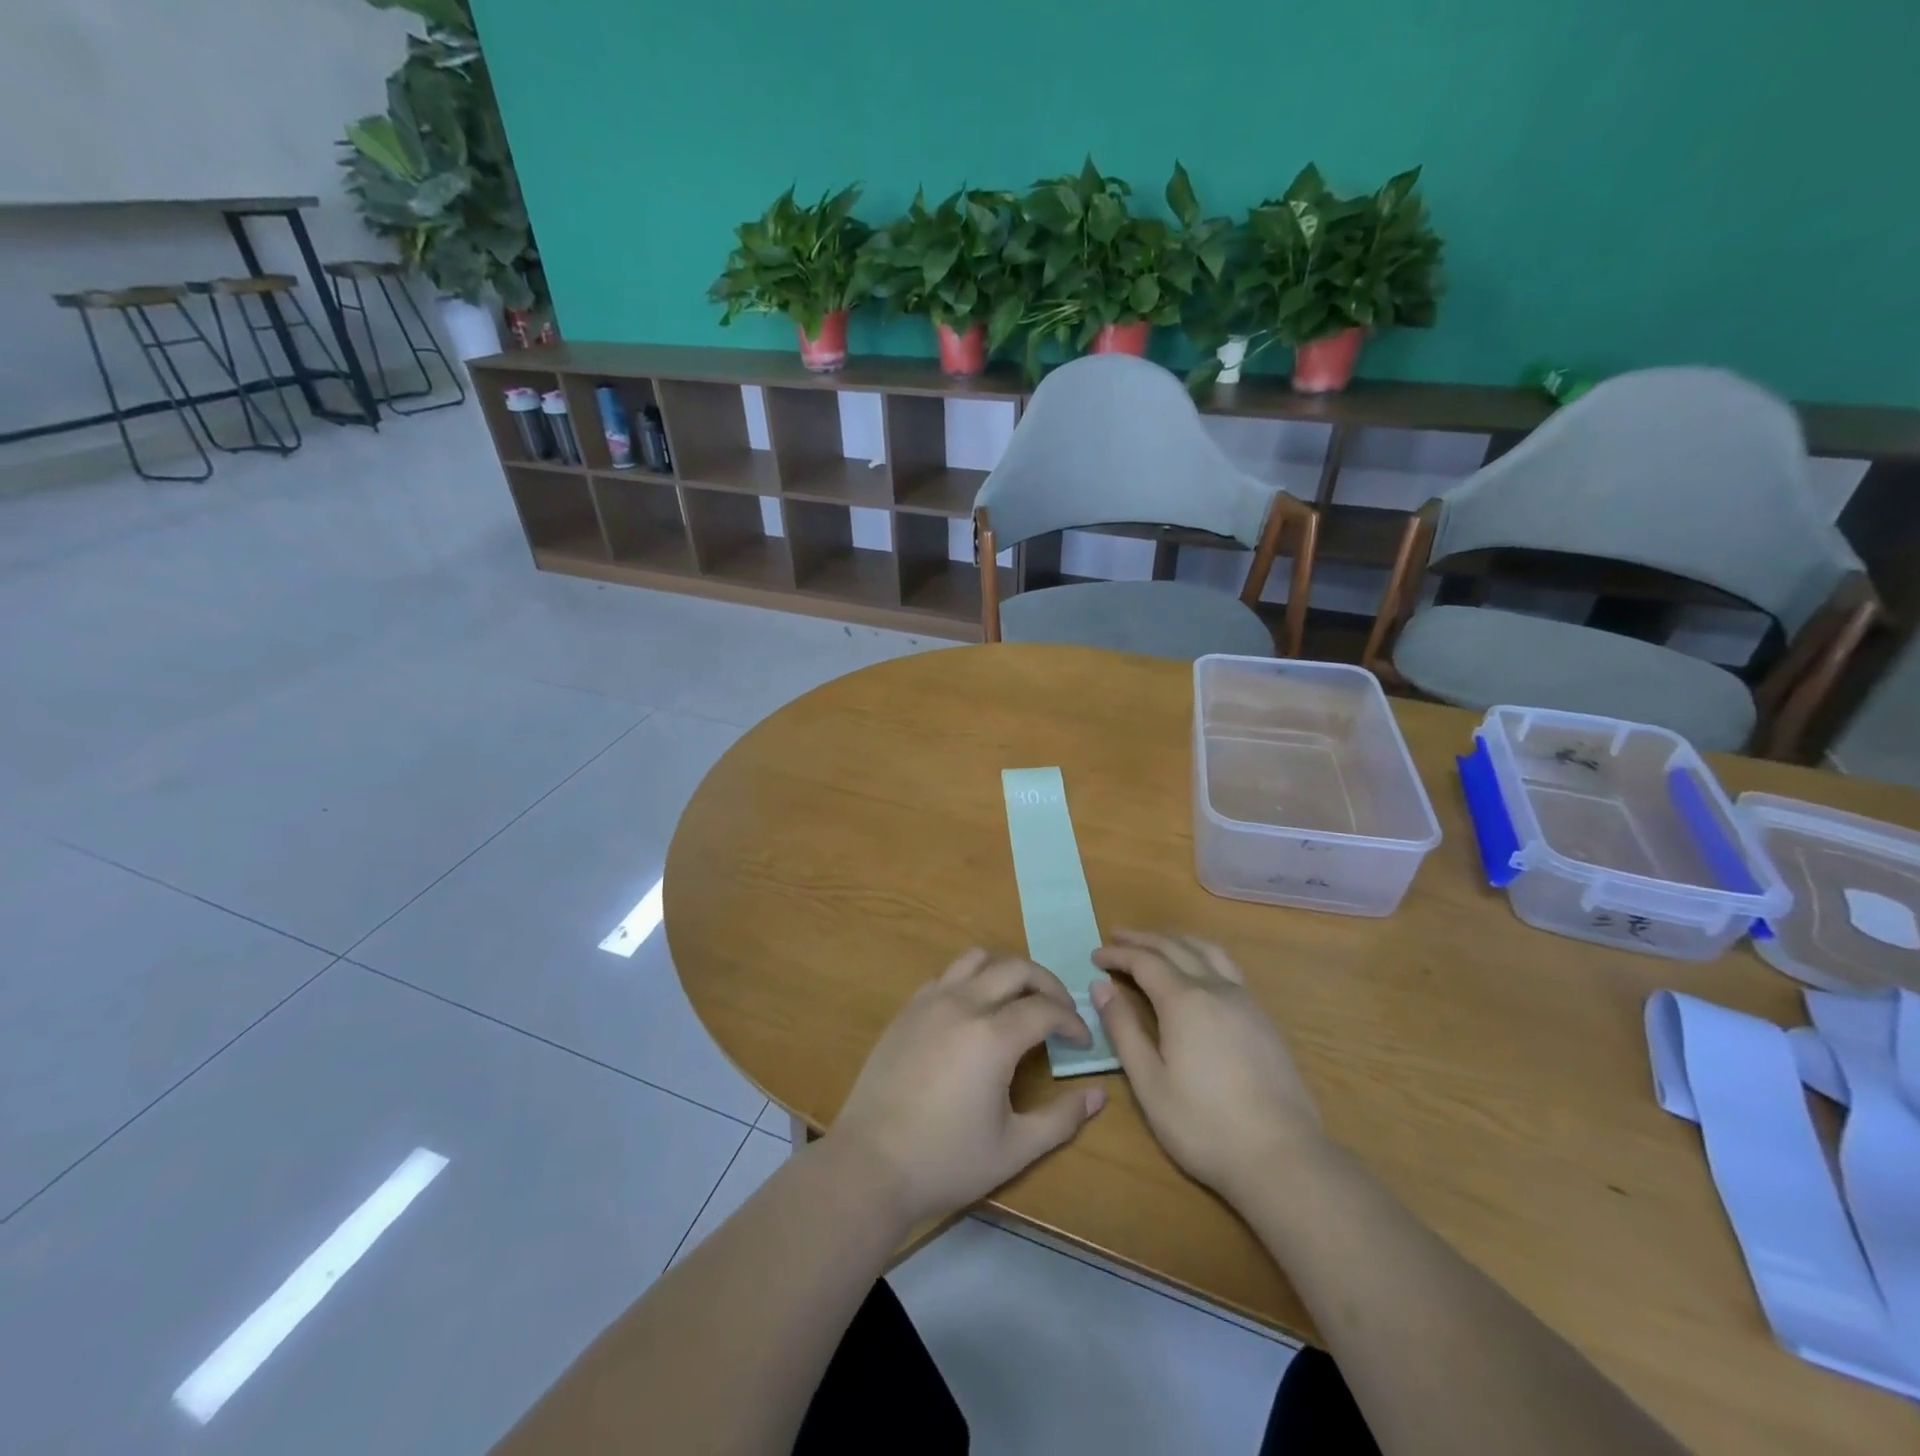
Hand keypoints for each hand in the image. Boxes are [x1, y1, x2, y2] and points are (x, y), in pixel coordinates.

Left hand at [828, 949, 1106, 1227]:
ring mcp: (930, 1001)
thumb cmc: (945, 1160)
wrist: (870, 1164)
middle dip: (1048, 984)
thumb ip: (1061, 1119)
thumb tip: (1098, 1094)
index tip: (1082, 1042)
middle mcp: (963, 1004)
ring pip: (978, 959)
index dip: (1071, 1020)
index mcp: (992, 1036)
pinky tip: (975, 1010)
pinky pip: (947, 975)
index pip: (1045, 1008)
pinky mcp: (908, 1009)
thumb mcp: (1014, 1149)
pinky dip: (972, 979)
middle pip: (1016, 968)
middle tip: (1060, 1012)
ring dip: (1007, 971)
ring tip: (1020, 999)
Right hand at [1091, 930, 1321, 1205]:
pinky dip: (1203, 955)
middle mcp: (1216, 989)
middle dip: (1143, 939)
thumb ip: (1124, 1030)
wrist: (1282, 1157)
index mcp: (1184, 1001)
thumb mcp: (1149, 1082)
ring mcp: (1245, 1001)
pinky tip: (1199, 971)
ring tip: (1157, 942)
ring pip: (1208, 951)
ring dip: (1177, 940)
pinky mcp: (1263, 1019)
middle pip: (1175, 948)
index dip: (1118, 954)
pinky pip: (1228, 967)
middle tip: (1117, 936)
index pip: (1145, 962)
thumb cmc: (1204, 1124)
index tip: (1095, 955)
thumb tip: (1101, 987)